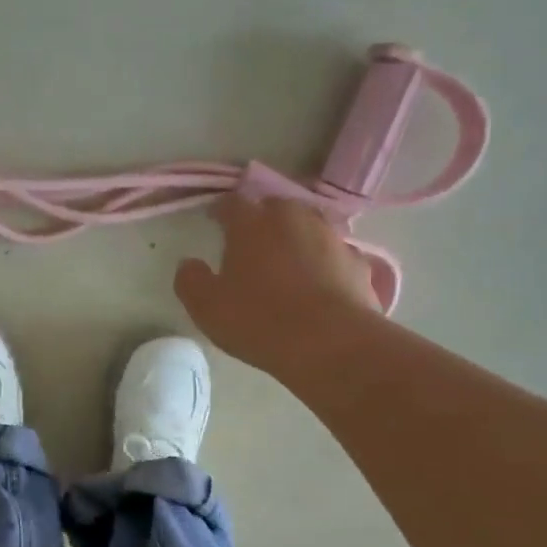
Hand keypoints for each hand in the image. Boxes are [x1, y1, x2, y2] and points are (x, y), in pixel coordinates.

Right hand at [175, 195, 379, 377]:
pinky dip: (325, 265)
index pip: (232, 204)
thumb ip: (191, 281)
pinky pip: (334, 256)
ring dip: (296, 240)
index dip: (221, 212)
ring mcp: (331, 236)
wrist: (330, 343)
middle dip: (262, 221)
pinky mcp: (358, 261)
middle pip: (274, 208)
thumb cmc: (259, 321)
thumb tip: (189, 264)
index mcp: (252, 223)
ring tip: (288, 265)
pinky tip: (320, 286)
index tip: (215, 222)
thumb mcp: (207, 308)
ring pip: (308, 227)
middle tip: (252, 245)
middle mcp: (293, 218)